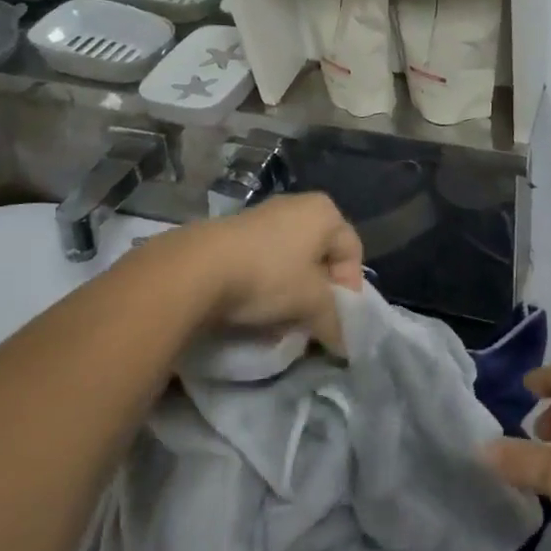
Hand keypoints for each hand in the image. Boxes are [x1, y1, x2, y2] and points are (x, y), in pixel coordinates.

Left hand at [192, 192, 362, 351]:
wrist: (198, 268)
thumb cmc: (269, 276)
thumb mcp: (311, 303)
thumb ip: (335, 322)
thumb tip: (345, 345)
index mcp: (324, 212)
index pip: (352, 252)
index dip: (350, 289)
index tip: (336, 318)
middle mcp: (297, 205)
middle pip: (321, 255)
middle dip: (319, 292)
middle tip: (311, 321)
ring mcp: (263, 215)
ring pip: (291, 260)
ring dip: (292, 291)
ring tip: (282, 320)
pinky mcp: (235, 231)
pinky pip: (264, 260)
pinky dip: (266, 284)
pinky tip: (255, 308)